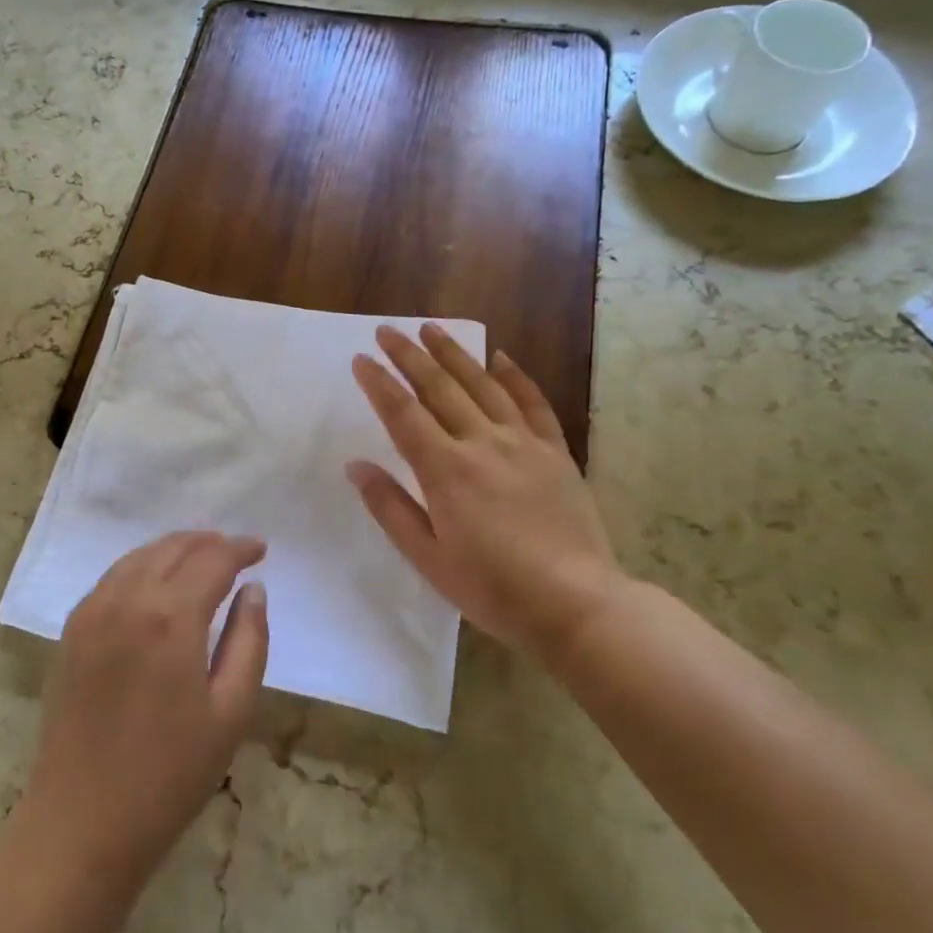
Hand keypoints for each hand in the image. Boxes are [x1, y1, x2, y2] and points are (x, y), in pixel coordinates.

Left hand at [19, 532, 268, 885]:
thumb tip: (253, 590)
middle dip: (208, 542)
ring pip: (138, 556)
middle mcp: (127, 599)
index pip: (212, 560)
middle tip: (236, 552)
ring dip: (174, 549)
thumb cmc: (169, 774)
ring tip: (201, 558)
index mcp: (170, 617)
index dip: (240, 548)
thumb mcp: (230, 712)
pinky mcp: (71, 632)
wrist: (81, 824)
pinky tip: (156, 583)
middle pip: (172, 548)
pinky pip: (112, 578)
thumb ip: (249, 641)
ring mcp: (92, 612)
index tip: (261, 549)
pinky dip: (141, 566)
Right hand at [348, 324, 630, 664]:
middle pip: (439, 387)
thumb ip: (390, 507)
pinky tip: (501, 356)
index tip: (361, 359)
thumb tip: (356, 465)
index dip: (379, 383)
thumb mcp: (428, 557)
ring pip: (483, 384)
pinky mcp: (555, 451)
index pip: (403, 414)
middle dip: (409, 356)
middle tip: (388, 331)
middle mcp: (482, 443)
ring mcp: (523, 443)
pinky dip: (516, 376)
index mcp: (446, 470)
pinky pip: (533, 402)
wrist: (576, 603)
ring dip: (454, 353)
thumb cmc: (493, 588)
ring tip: (432, 329)